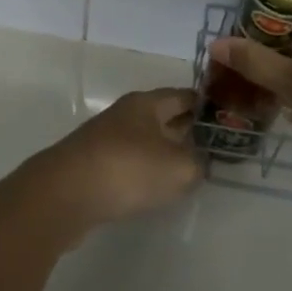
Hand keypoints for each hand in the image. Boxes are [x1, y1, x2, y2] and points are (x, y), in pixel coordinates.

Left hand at [25, 88, 200, 233]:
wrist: (64, 194)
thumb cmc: (127, 169)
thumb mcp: (178, 168)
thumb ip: (197, 164)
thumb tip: (198, 163)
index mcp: (147, 103)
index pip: (184, 96)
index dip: (207, 105)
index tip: (227, 117)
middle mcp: (125, 115)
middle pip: (164, 117)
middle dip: (187, 129)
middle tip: (214, 146)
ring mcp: (106, 140)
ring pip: (145, 141)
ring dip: (165, 152)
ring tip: (189, 169)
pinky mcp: (93, 166)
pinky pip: (128, 163)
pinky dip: (145, 172)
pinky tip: (154, 189)